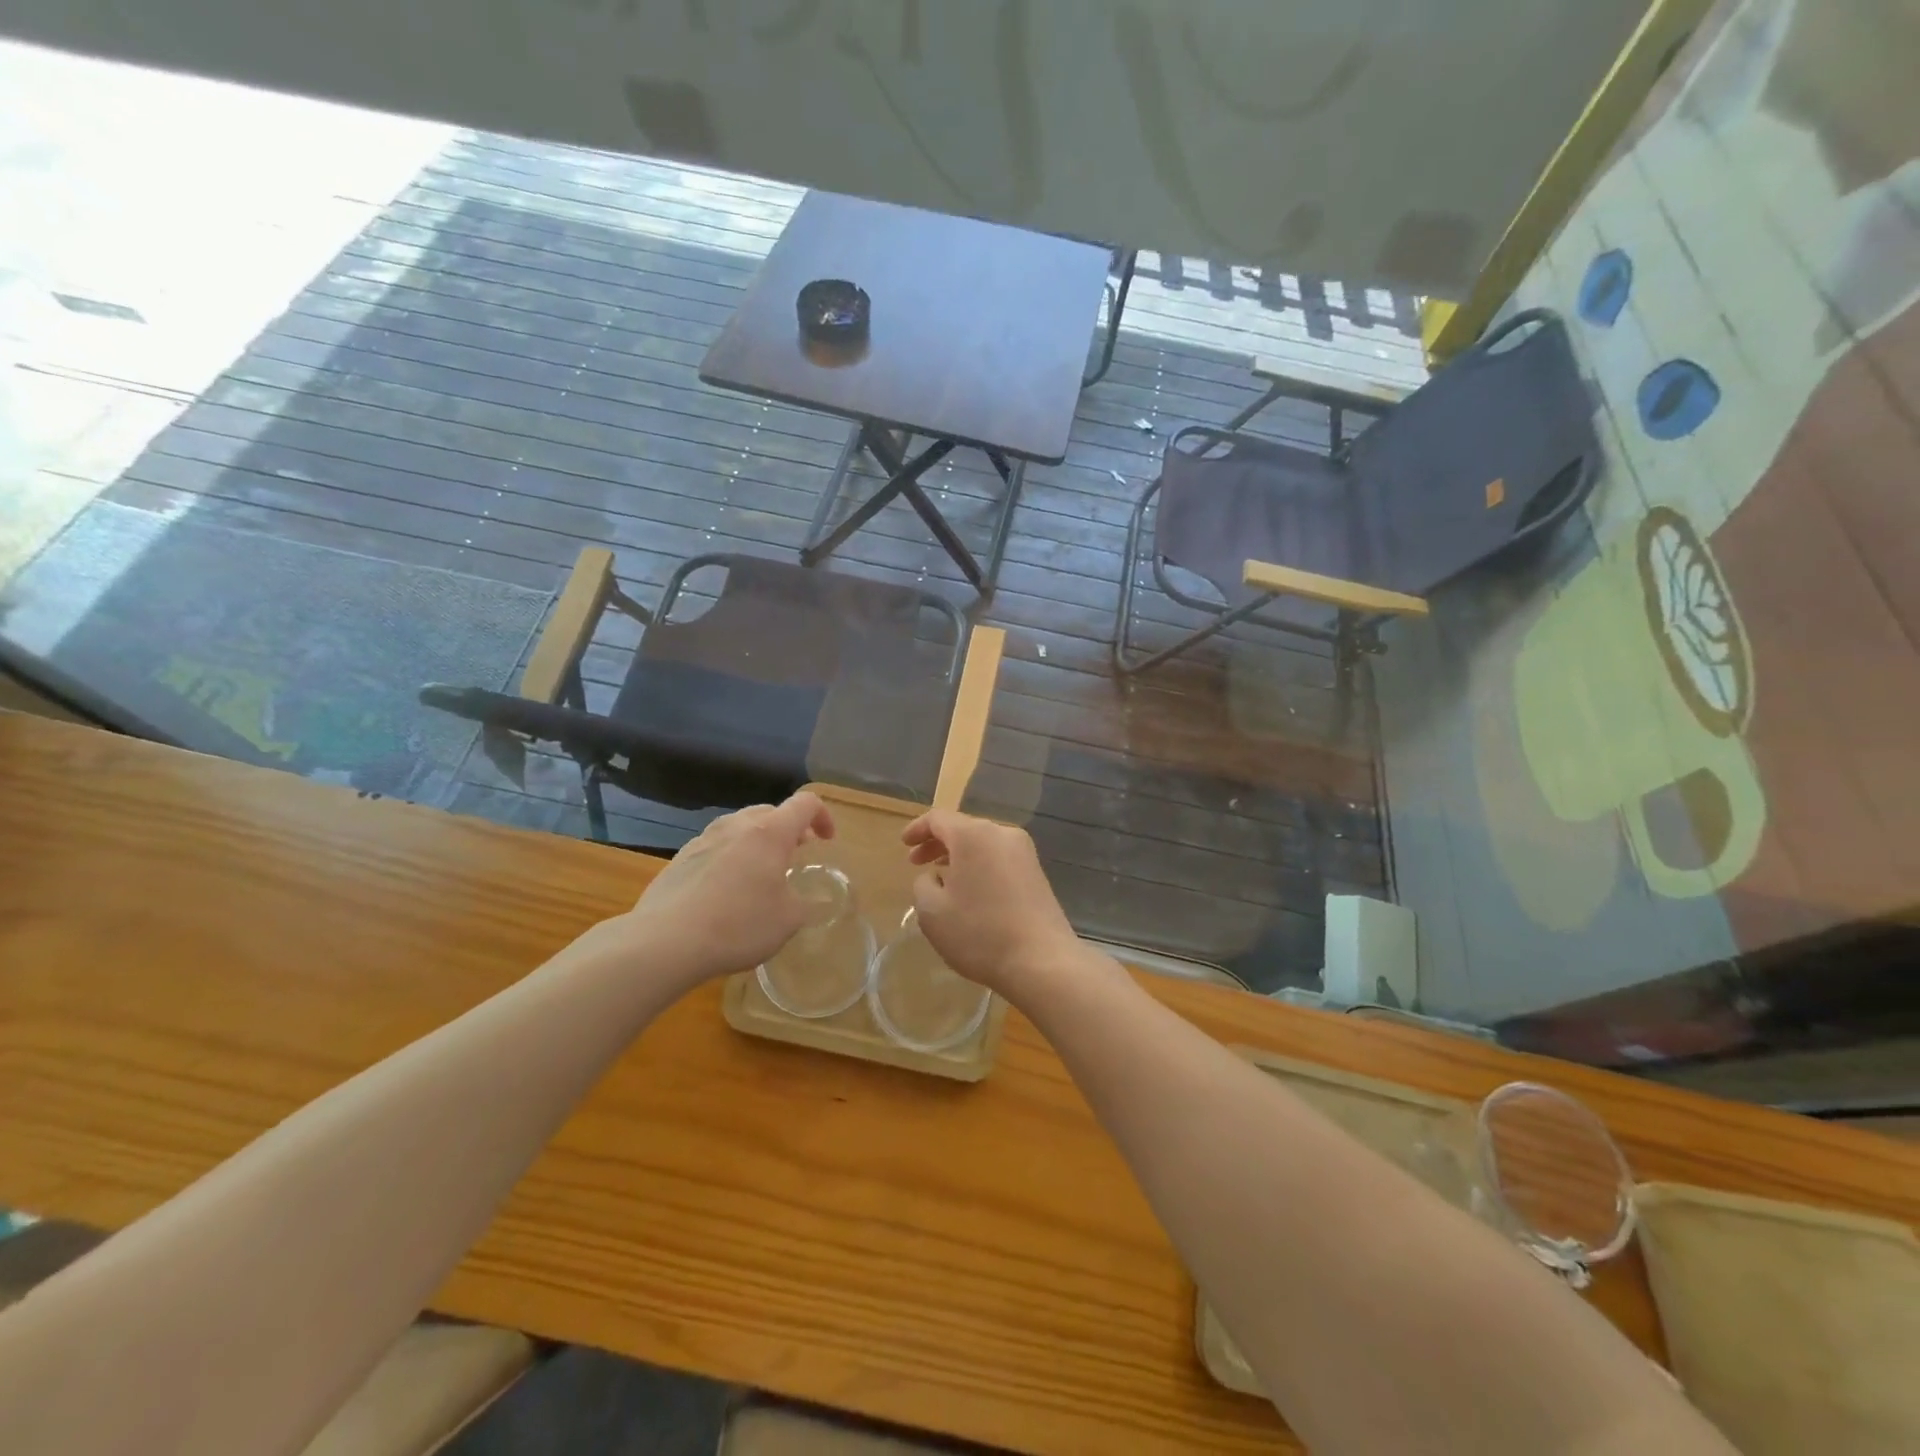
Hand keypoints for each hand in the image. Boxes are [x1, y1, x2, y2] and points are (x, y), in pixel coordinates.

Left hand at [615, 791, 835, 987]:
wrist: (665, 941)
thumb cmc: (738, 925)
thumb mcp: (788, 921)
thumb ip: (807, 904)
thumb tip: (816, 902)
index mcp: (769, 833)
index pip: (805, 804)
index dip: (823, 816)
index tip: (826, 841)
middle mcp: (736, 826)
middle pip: (770, 811)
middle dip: (789, 829)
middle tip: (796, 854)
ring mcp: (704, 839)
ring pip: (740, 827)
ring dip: (758, 841)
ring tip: (761, 872)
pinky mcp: (680, 858)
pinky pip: (716, 846)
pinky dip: (731, 857)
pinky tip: (726, 890)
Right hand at [901, 810, 1083, 999]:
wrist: (1042, 962)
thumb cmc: (980, 933)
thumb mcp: (932, 911)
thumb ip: (923, 884)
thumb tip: (935, 877)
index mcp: (973, 835)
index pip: (938, 818)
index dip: (917, 829)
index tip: (904, 844)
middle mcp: (1002, 834)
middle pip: (963, 828)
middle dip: (937, 843)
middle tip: (916, 863)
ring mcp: (1024, 853)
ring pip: (983, 844)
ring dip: (959, 857)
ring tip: (942, 879)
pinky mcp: (1037, 874)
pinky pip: (999, 860)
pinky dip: (979, 867)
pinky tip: (971, 892)